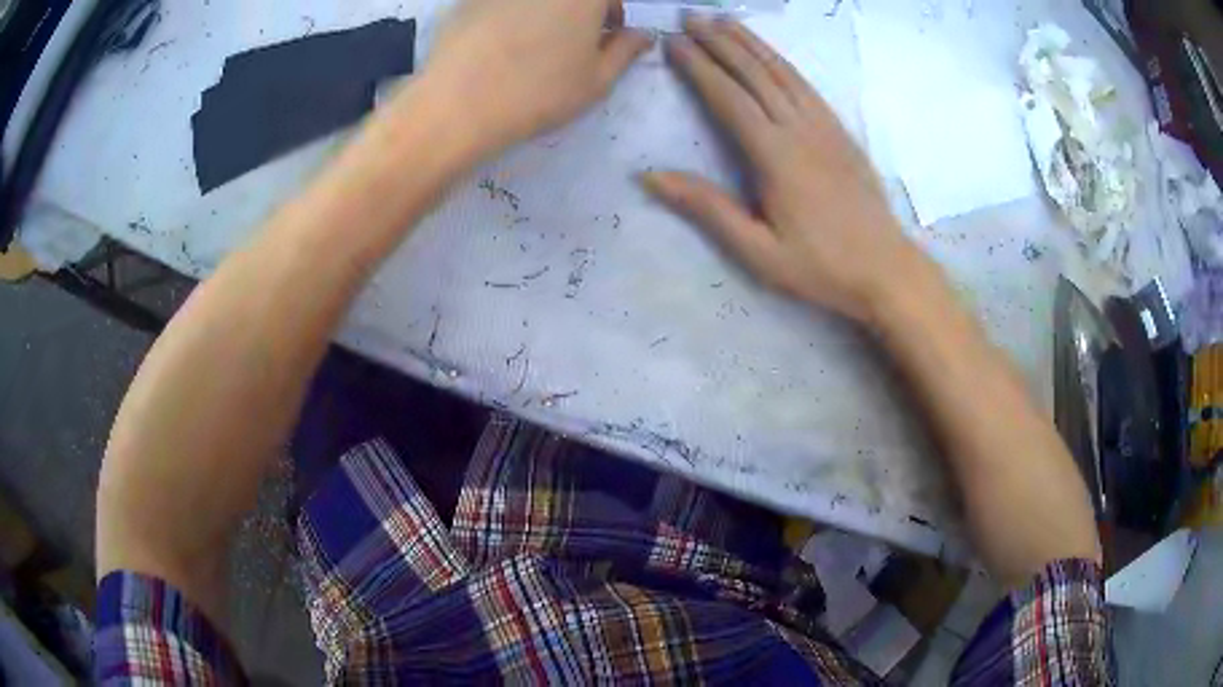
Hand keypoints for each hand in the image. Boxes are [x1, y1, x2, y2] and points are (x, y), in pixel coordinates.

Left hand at [424, 0, 653, 152]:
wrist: (459, 104)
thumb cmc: (540, 92)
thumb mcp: (597, 80)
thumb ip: (626, 51)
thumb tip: (641, 36)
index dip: (613, 11)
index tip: (606, 33)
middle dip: (579, 11)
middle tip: (571, 39)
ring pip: (534, 2)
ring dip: (543, 12)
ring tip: (532, 43)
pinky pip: (500, 5)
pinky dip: (507, 16)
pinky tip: (497, 44)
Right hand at [643, 17, 928, 323]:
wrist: (886, 269)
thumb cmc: (820, 267)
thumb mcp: (758, 251)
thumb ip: (707, 208)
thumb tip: (651, 175)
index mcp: (776, 156)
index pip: (729, 98)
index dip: (699, 67)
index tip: (673, 42)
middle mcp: (800, 129)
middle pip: (755, 73)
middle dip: (720, 41)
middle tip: (691, 16)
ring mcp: (825, 126)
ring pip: (782, 71)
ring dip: (751, 42)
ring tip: (724, 19)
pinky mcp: (841, 131)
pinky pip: (807, 85)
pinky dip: (782, 61)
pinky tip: (769, 53)